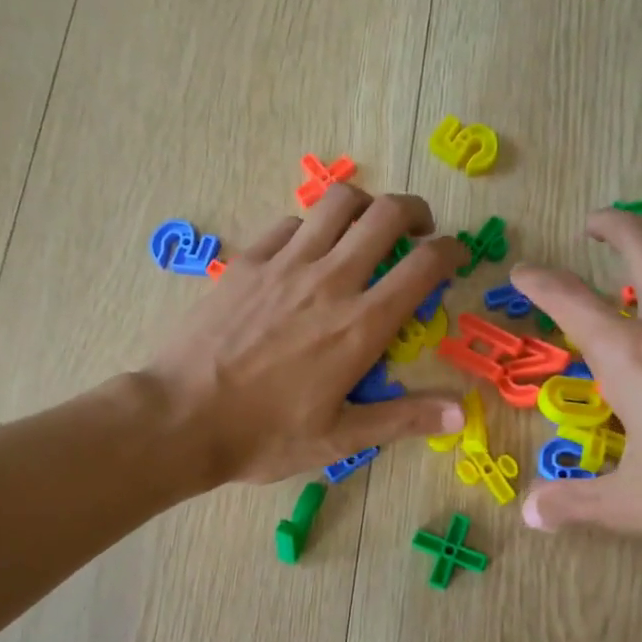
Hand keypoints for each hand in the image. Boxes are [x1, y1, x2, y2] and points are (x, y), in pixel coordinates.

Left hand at [141, 185, 464, 485]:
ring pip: (338, 204)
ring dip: (365, 205)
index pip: (423, 266)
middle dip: (415, 211)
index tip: (458, 256)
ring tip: (368, 227)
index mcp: (360, 325)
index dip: (451, 251)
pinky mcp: (247, 262)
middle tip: (419, 232)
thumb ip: (403, 418)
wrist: (181, 418)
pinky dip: (313, 227)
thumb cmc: (265, 435)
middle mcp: (329, 281)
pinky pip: (290, 224)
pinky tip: (309, 250)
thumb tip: (461, 411)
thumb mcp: (341, 437)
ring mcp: (284, 265)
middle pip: (385, 214)